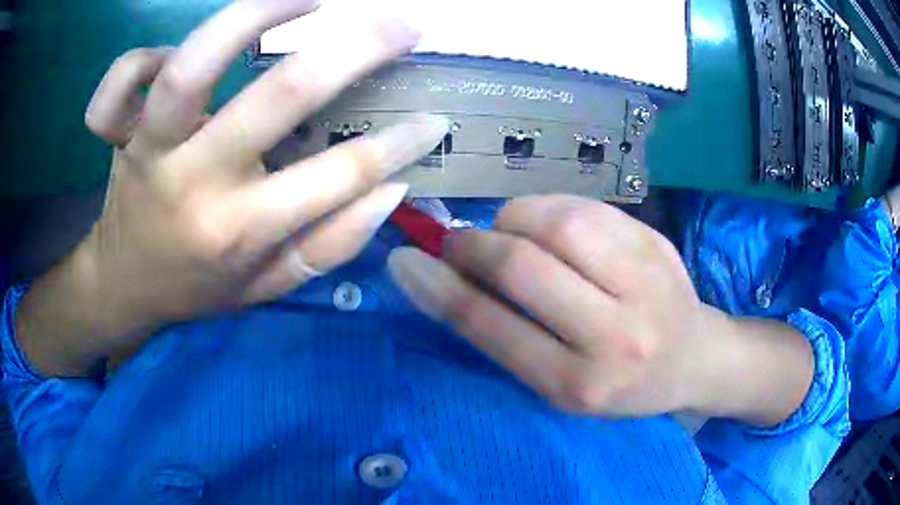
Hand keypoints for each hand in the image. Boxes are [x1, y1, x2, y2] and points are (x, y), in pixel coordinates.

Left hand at [16, 0, 448, 375]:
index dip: (398, 143)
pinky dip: (143, 57)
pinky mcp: (119, 135)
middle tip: (400, 26)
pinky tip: (173, 52)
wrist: (124, 286)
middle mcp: (195, 184)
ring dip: (253, 16)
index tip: (433, 119)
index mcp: (239, 231)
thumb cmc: (196, 288)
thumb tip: (392, 187)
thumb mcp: (268, 286)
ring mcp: (150, 151)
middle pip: (277, 96)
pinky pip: (120, 83)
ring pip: (192, 67)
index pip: (337, 176)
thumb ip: (331, 243)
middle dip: (355, 50)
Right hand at [389, 195, 813, 423]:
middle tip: (458, 243)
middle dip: (474, 245)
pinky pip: (586, 207)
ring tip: (512, 235)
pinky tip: (552, 227)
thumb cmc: (620, 385)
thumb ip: (506, 335)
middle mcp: (617, 336)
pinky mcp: (658, 242)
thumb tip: (445, 278)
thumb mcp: (558, 384)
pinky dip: (550, 209)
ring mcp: (646, 281)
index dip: (439, 288)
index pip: (493, 328)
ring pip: (558, 223)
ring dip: (515, 220)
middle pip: (524, 266)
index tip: (403, 259)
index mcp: (580, 384)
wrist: (693, 358)